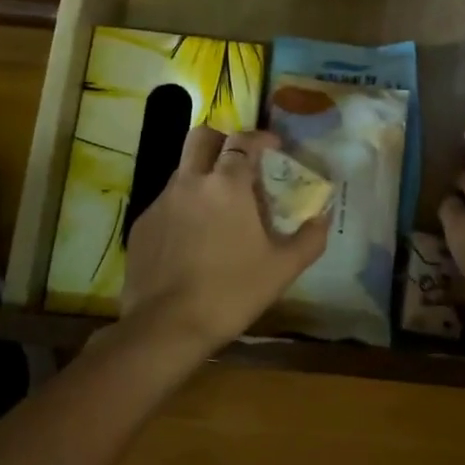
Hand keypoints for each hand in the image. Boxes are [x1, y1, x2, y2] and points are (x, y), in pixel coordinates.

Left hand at [120, 126, 329, 359]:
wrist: (167, 327)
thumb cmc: (232, 293)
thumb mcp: (282, 269)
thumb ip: (309, 239)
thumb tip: (323, 218)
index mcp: (227, 185)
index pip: (242, 141)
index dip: (260, 138)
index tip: (273, 146)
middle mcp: (190, 182)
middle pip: (201, 137)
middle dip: (222, 140)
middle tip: (239, 161)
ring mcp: (161, 202)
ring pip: (183, 170)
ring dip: (202, 174)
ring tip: (219, 207)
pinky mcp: (141, 225)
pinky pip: (166, 202)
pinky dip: (184, 207)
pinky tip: (193, 239)